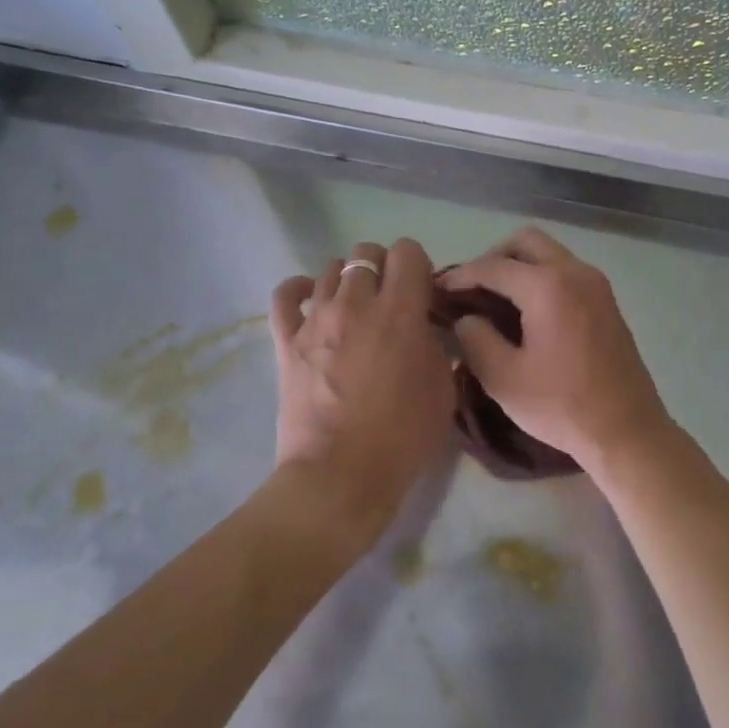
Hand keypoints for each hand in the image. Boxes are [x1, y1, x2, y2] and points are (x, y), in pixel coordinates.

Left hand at [269, 238, 454, 541]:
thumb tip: (425, 329)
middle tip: (390, 300)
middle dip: (383, 268)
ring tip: (355, 308)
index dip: (418, 265)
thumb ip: (437, 346)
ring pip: (330, 269)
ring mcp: (316, 319)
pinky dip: (300, 290)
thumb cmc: (402, 437)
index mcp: (400, 311)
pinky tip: (312, 300)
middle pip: (366, 254)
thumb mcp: (442, 389)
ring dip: (348, 281)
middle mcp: (356, 303)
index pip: (408, 252)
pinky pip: (285, 295)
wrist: (340, 475)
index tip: (422, 291)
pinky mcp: (286, 340)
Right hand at [440, 228, 671, 472]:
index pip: (493, 266)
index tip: (437, 289)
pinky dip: (541, 279)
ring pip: (549, 254)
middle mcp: (575, 272)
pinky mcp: (606, 302)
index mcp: (548, 286)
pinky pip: (566, 272)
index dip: (460, 275)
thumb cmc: (563, 406)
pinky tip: (526, 313)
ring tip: (495, 301)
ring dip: (519, 266)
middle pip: (526, 242)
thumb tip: (467, 318)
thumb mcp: (503, 378)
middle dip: (493, 258)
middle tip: (472, 290)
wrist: (628, 431)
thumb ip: (476, 339)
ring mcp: (596, 285)